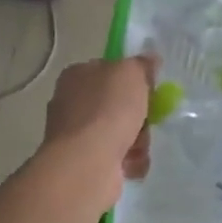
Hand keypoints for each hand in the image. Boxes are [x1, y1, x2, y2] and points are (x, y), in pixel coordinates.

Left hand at [37, 54, 154, 211]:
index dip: (132, 78)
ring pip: (121, 130)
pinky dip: (130, 160)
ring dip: (138, 139)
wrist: (88, 162)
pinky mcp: (84, 161)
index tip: (149, 88)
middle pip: (117, 103)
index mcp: (77, 75)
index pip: (108, 69)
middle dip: (138, 113)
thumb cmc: (108, 109)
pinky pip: (117, 156)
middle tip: (148, 118)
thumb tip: (150, 59)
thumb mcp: (132, 73)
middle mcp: (71, 102)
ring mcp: (76, 134)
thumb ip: (142, 64)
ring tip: (139, 146)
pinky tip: (132, 163)